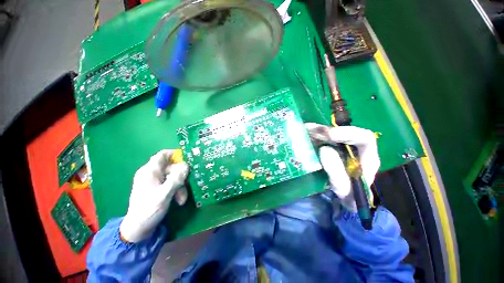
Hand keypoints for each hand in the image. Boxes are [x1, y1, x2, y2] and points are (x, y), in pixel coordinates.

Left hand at [119, 150, 188, 241]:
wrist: (138, 229)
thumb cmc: (149, 210)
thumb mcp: (165, 194)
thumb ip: (176, 178)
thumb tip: (186, 165)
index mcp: (149, 171)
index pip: (163, 155)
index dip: (176, 154)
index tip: (189, 159)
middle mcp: (152, 173)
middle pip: (172, 167)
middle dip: (181, 177)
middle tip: (188, 185)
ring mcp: (155, 181)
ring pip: (173, 176)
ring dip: (181, 186)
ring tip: (182, 199)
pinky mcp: (157, 188)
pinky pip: (171, 184)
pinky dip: (177, 190)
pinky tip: (179, 200)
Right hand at [305, 123, 379, 211]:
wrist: (344, 198)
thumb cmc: (348, 196)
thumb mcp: (344, 189)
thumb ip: (336, 172)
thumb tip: (324, 149)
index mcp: (367, 157)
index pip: (364, 138)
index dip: (348, 133)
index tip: (329, 135)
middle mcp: (354, 148)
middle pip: (343, 132)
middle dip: (326, 130)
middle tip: (309, 130)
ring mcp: (341, 146)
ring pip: (330, 133)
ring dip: (316, 131)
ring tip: (304, 130)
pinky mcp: (330, 147)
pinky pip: (321, 138)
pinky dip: (312, 135)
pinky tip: (303, 134)